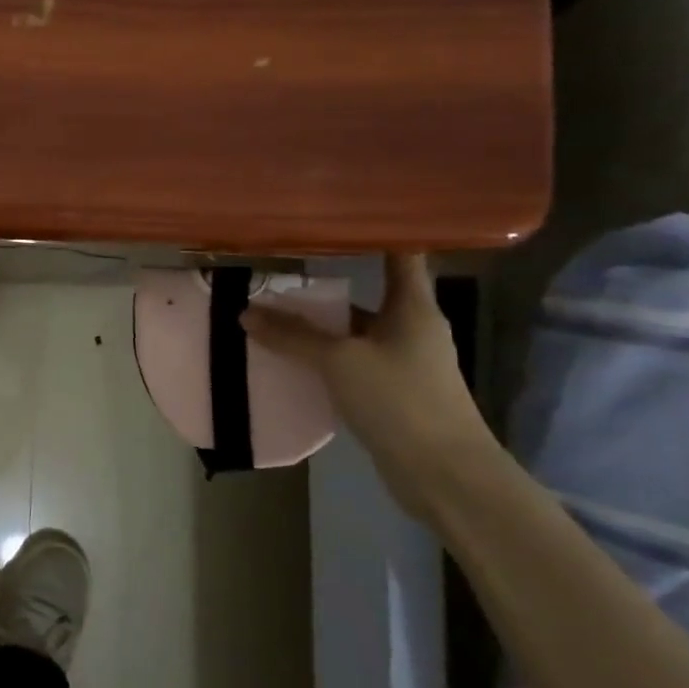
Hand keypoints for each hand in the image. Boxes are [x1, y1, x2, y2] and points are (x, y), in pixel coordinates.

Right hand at [241, 254, 496, 517]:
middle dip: (328, 288)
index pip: (402, 255)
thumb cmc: (399, 399)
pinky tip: (292, 359)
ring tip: (274, 314)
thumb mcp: (338, 362)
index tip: (344, 215)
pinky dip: (324, 357)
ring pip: (356, 332)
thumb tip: (246, 314)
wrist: (443, 472)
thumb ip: (292, 336)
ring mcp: (403, 362)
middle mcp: (412, 328)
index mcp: (413, 308)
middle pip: (369, 296)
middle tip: (283, 272)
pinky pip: (351, 362)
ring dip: (322, 326)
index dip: (379, 232)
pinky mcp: (391, 391)